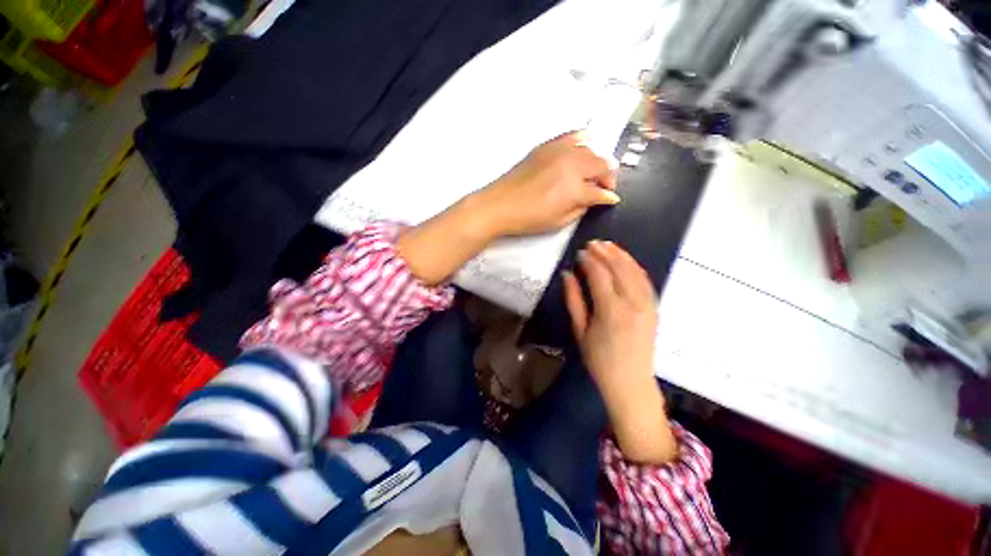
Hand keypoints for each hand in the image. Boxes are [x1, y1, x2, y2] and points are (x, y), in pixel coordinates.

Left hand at [475, 131, 618, 236]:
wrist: (500, 204)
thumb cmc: (529, 218)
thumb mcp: (559, 221)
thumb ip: (581, 209)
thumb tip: (592, 200)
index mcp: (576, 187)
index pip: (601, 190)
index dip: (608, 197)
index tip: (610, 199)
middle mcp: (572, 164)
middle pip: (601, 164)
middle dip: (607, 177)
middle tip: (602, 187)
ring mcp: (560, 151)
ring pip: (591, 148)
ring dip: (596, 161)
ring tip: (591, 172)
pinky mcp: (547, 146)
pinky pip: (572, 136)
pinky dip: (581, 142)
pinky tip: (580, 151)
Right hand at [563, 240, 676, 463]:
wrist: (630, 383)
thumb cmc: (599, 360)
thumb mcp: (580, 330)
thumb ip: (574, 300)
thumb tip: (567, 275)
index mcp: (610, 310)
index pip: (599, 275)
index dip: (589, 260)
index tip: (580, 252)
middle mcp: (632, 303)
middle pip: (619, 268)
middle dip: (606, 253)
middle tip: (593, 243)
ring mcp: (647, 305)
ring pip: (635, 271)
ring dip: (622, 256)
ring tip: (609, 246)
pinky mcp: (654, 308)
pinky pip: (645, 281)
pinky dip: (635, 267)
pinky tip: (626, 261)